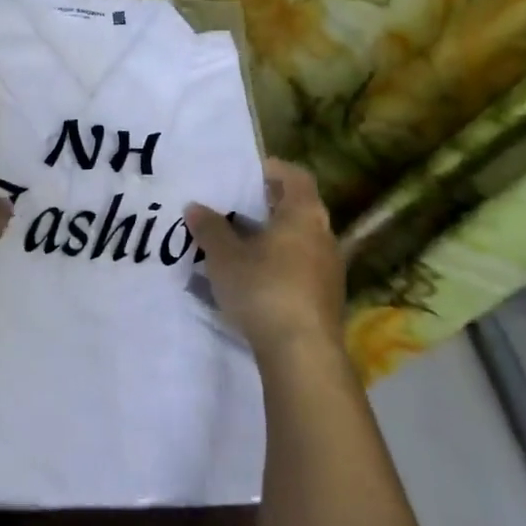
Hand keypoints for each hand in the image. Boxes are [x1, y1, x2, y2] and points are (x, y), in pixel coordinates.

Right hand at [186, 159, 344, 360]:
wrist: (302, 355)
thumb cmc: (264, 289)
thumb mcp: (224, 256)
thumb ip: (210, 228)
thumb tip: (196, 207)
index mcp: (303, 214)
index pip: (295, 176)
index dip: (271, 170)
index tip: (245, 174)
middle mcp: (324, 236)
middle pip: (296, 209)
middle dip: (264, 208)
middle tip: (231, 210)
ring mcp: (329, 270)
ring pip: (297, 242)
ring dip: (269, 240)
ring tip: (235, 248)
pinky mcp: (326, 300)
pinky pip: (299, 270)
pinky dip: (277, 267)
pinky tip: (251, 282)